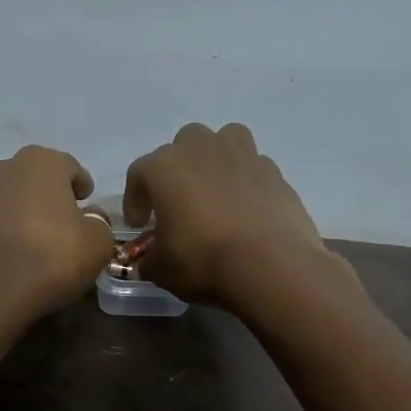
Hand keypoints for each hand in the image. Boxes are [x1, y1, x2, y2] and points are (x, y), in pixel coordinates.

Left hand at [0, 145, 114, 316]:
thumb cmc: (50, 259)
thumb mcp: (97, 244)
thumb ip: (98, 223)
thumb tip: (88, 219)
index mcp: (39, 162)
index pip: (68, 167)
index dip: (80, 185)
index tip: (85, 204)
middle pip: (29, 178)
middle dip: (43, 196)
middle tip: (56, 224)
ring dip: (12, 211)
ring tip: (23, 240)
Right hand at [123, 122, 345, 308]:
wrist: (271, 266)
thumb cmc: (203, 260)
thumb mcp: (162, 270)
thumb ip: (149, 259)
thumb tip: (148, 261)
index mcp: (165, 167)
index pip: (139, 174)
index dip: (135, 200)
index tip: (139, 225)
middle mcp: (202, 149)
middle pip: (183, 145)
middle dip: (177, 170)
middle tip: (178, 204)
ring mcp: (243, 155)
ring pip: (224, 141)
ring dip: (216, 160)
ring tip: (216, 192)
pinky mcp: (275, 172)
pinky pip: (254, 168)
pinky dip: (247, 182)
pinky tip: (247, 210)